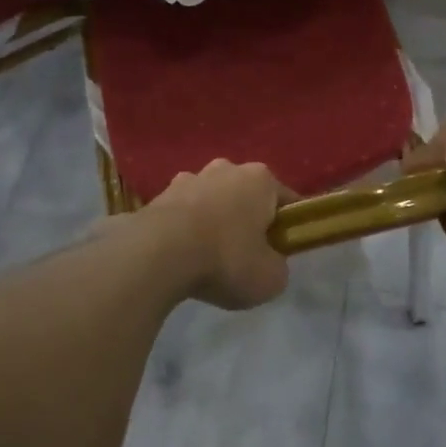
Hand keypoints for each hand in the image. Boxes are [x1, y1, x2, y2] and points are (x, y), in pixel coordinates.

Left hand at [135, 160, 294, 309]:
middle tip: (245, 256)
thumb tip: (269, 261)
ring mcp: (189, 178)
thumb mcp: (271, 278)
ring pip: (211, 201)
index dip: (287, 226)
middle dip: (247, 219)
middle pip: (245, 195)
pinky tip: (181, 256)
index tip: (281, 250)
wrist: (158, 254)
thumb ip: (277, 265)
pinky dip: (185, 230)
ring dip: (213, 222)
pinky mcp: (159, 195)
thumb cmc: (226, 259)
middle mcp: (225, 168)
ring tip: (208, 258)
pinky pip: (182, 213)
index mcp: (260, 179)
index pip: (285, 200)